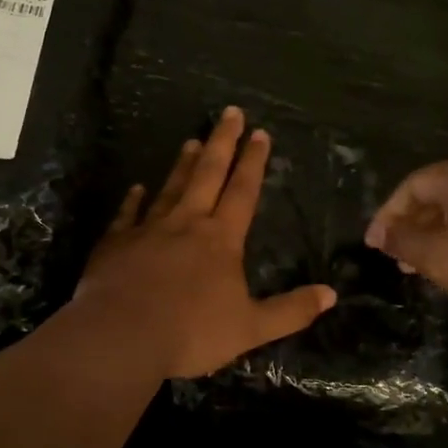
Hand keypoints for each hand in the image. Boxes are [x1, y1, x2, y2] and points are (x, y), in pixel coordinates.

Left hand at [76, 108, 337, 378]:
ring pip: (170, 188)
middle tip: (230, 113)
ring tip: (191, 141)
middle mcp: (186, 224)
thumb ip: (291, 311)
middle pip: (207, 175)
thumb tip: (331, 294)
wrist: (121, 335)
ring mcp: (147, 230)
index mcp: (221, 240)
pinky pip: (127, 215)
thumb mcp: (251, 328)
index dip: (253, 162)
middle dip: (222, 143)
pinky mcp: (116, 243)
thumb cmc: (190, 332)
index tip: (260, 132)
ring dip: (183, 165)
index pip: (243, 192)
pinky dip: (133, 201)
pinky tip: (136, 188)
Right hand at [364, 154, 447, 332]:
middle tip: (398, 259)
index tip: (375, 246)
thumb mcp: (441, 259)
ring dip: (439, 235)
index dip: (388, 215)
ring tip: (426, 268)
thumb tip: (382, 234)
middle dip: (414, 226)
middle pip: (440, 193)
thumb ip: (405, 242)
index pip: (413, 185)